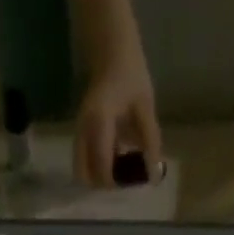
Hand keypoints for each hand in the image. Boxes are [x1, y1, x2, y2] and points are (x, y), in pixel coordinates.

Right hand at [74, 53, 161, 188]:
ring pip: (82, 169)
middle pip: (83, 175)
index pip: (101, 166)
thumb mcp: (145, 106)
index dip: (115, 181)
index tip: (132, 181)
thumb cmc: (130, 73)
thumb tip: (154, 174)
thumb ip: (150, 141)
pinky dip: (98, 165)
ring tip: (121, 169)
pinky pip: (85, 158)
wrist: (111, 50)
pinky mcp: (81, 132)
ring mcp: (79, 131)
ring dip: (99, 176)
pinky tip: (117, 156)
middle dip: (102, 184)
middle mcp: (83, 130)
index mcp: (99, 123)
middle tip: (122, 179)